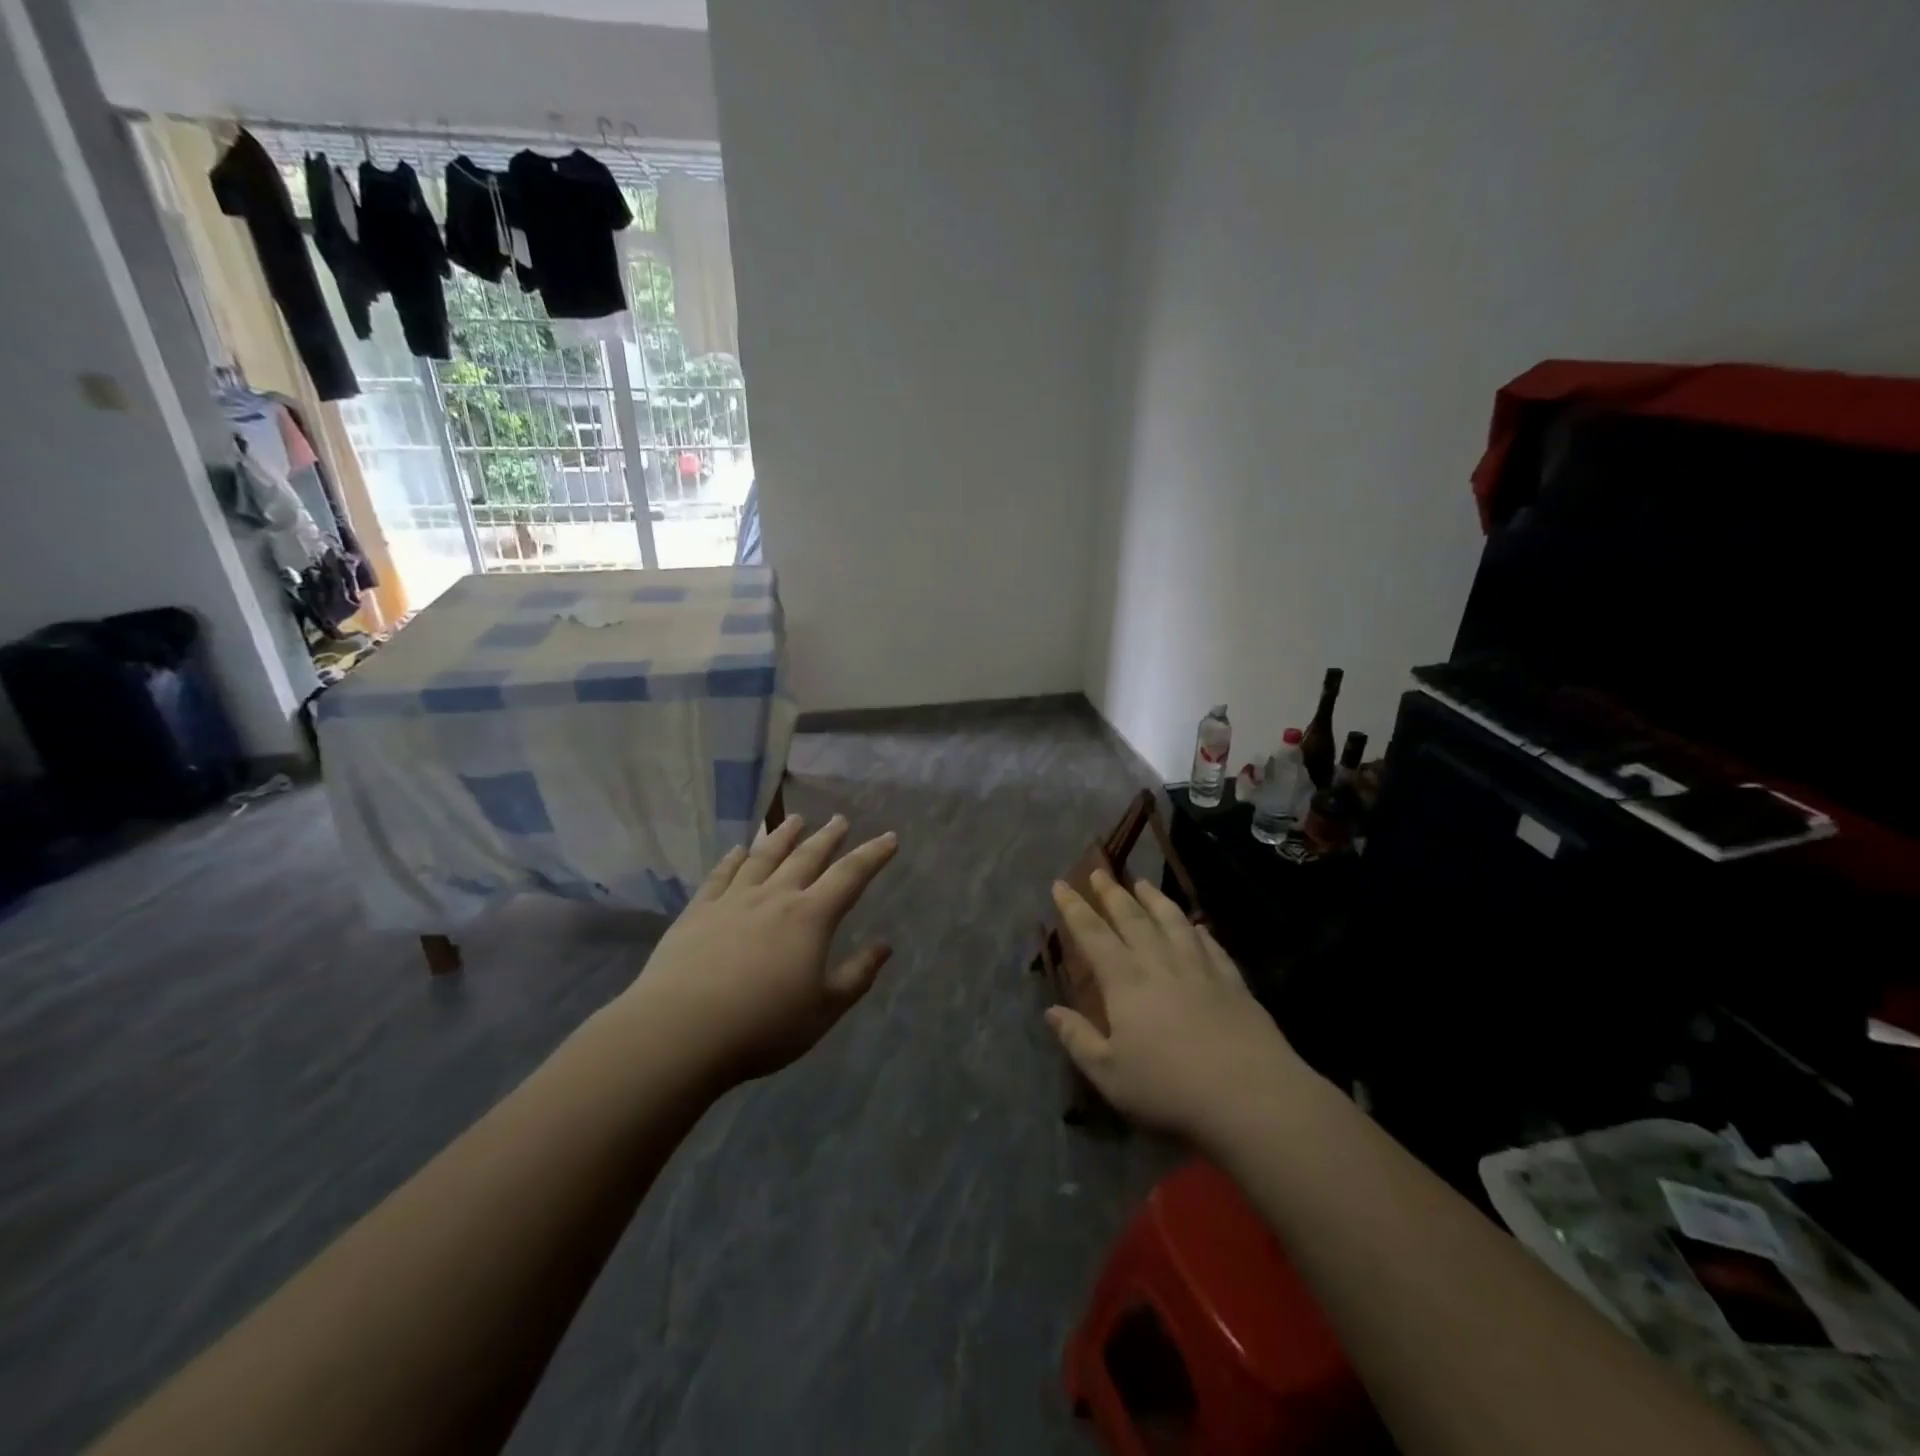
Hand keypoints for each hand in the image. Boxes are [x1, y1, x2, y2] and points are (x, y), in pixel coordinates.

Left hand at [621, 814, 898, 1085]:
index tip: (890, 837)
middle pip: (806, 857)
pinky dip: (732, 859)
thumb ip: (856, 976)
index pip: (850, 876)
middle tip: (840, 819)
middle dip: (827, 837)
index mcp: (810, 918)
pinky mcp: (697, 912)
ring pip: (763, 857)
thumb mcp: (823, 1011)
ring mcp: (732, 901)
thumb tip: (884, 946)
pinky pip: (720, 875)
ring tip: (795, 819)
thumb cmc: (762, 1026)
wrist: (680, 1032)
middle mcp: (774, 898)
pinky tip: (737, 850)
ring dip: (782, 836)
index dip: (873, 855)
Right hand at [1046, 870, 1302, 1143]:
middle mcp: (1160, 963)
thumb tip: (1051, 1011)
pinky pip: (1210, 944)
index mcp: (1125, 981)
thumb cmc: (1170, 1087)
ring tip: (1142, 883)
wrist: (1250, 1094)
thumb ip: (1078, 1039)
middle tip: (1099, 871)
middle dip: (1112, 893)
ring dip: (1154, 899)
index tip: (1061, 884)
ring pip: (1172, 921)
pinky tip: (1196, 926)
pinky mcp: (1232, 981)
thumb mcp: (1110, 1074)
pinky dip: (1197, 930)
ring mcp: (1200, 968)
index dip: (1074, 908)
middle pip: (1132, 918)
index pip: (1093, 934)